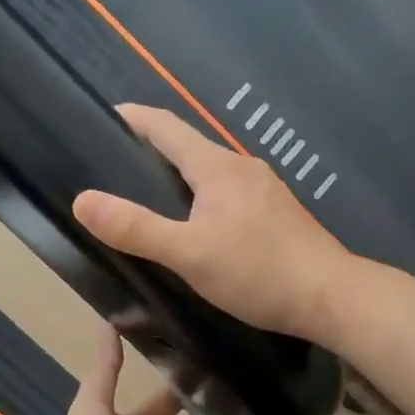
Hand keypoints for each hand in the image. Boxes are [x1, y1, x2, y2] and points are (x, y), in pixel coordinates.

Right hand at [72, 105, 353, 341]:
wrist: (331, 297)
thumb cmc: (258, 273)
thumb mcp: (189, 254)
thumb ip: (137, 229)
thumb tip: (83, 200)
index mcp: (218, 168)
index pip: (167, 127)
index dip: (134, 119)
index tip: (104, 117)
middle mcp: (242, 167)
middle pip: (189, 147)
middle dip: (152, 150)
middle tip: (115, 168)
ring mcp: (264, 189)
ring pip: (210, 173)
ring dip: (179, 177)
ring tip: (149, 199)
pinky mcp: (277, 213)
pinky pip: (229, 194)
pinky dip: (203, 198)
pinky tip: (197, 226)